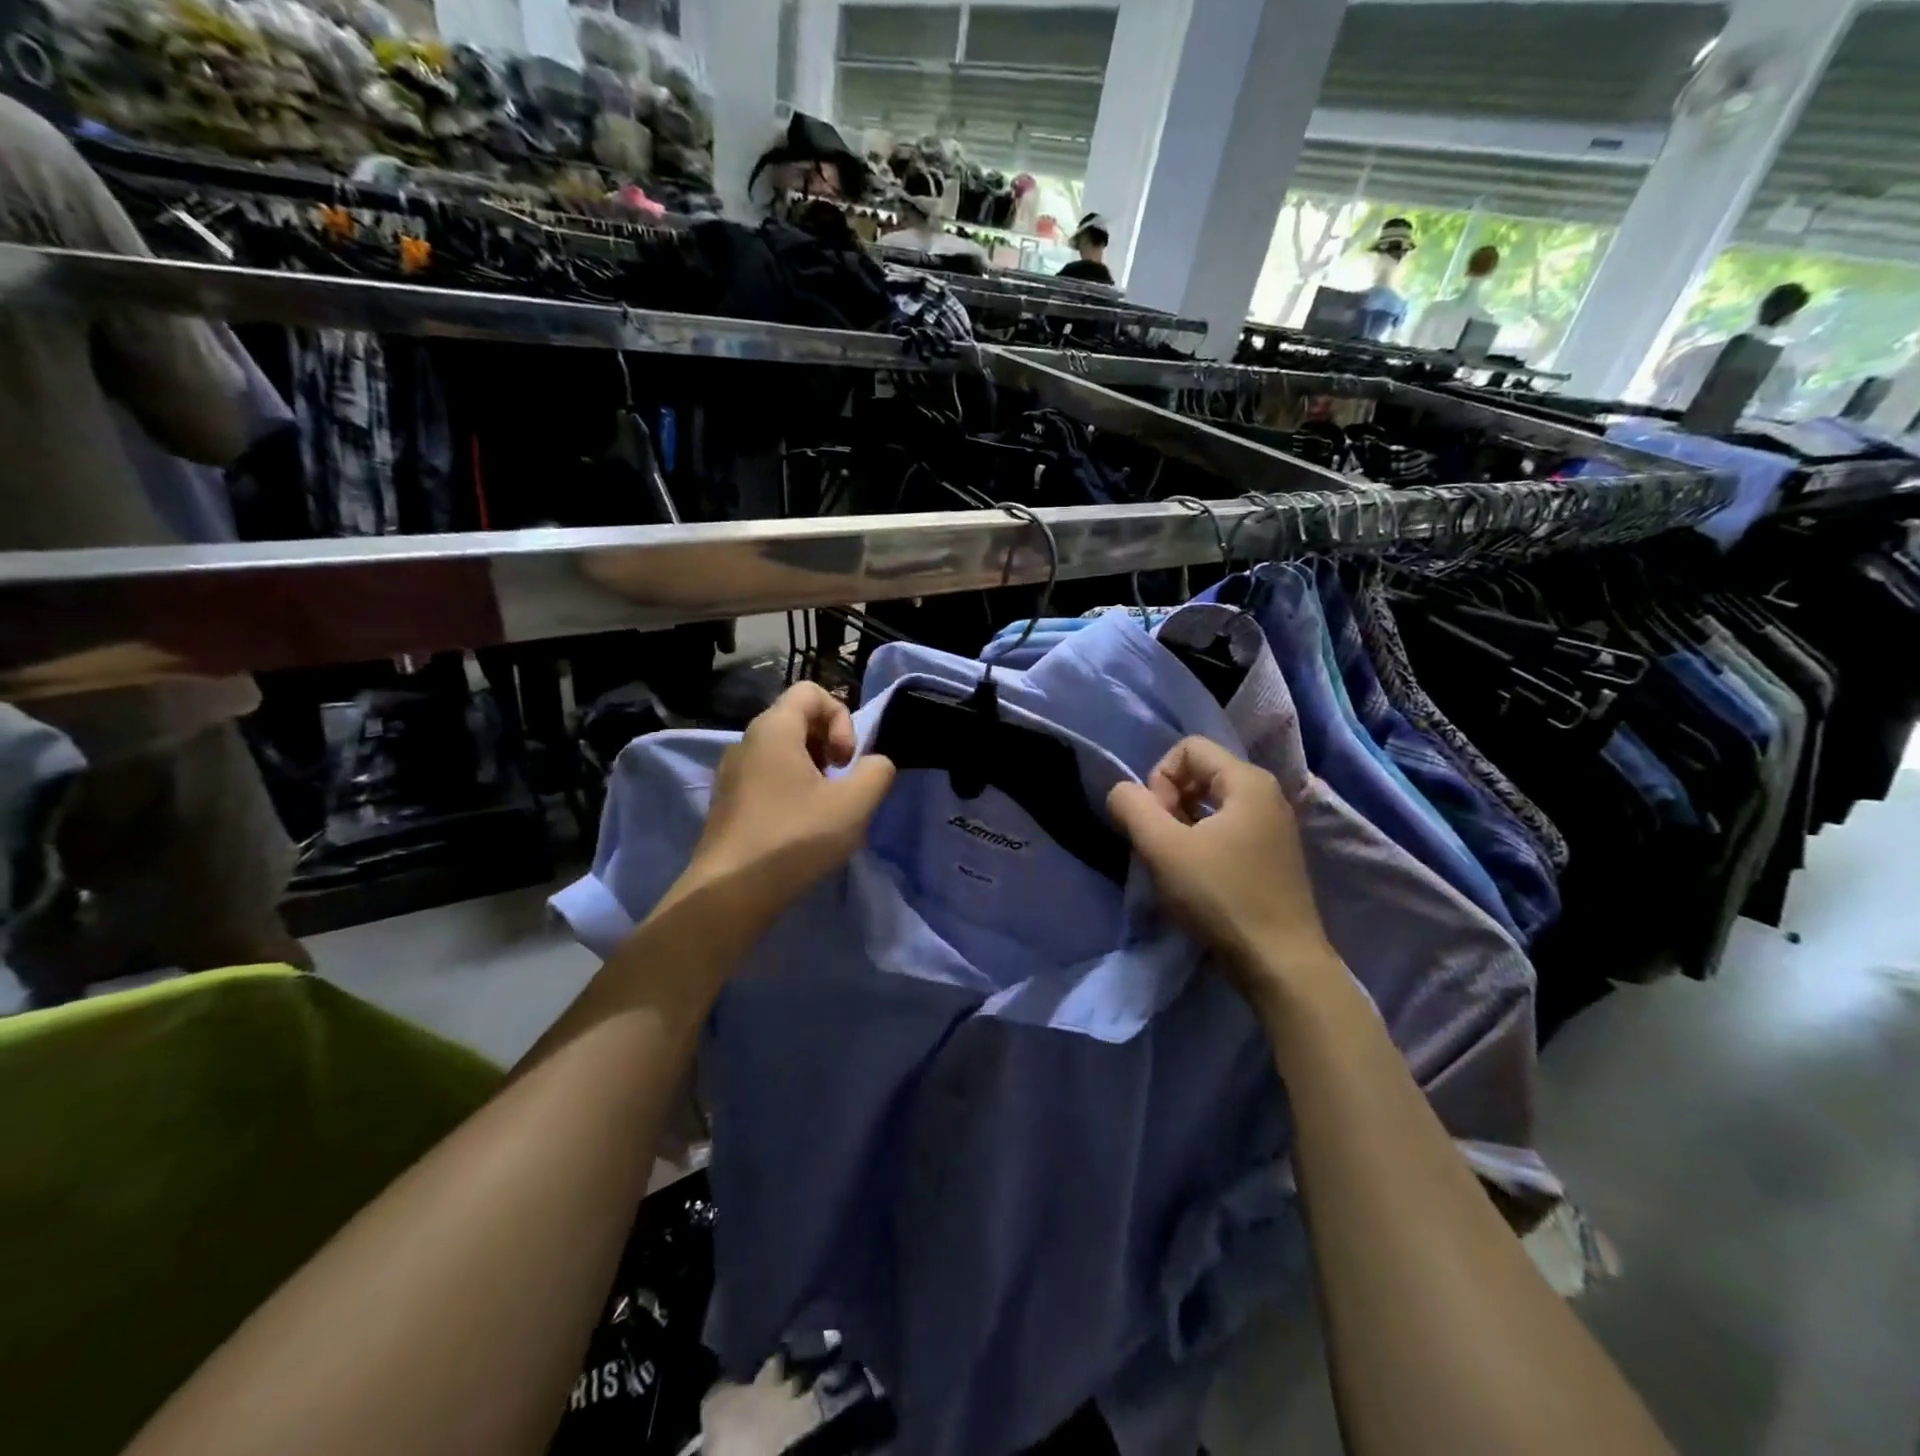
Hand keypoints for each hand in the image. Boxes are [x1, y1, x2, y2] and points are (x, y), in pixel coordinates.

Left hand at [681, 683, 895, 928]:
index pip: (811, 691)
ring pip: (782, 751)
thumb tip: (874, 764)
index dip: (840, 717)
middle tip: (840, 784)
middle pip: (797, 719)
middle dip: (829, 745)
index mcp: (773, 728)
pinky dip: (790, 789)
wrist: (730, 893)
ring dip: (812, 770)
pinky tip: (799, 827)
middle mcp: (747, 741)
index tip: (844, 761)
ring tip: (824, 809)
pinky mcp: (727, 802)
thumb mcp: (854, 804)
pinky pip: (766, 777)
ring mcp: (732, 773)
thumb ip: (877, 772)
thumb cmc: (794, 838)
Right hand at [1108, 737, 1339, 1001]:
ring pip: (1212, 803)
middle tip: (1163, 844)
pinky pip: (1228, 828)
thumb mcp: (1163, 848)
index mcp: (1248, 781)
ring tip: (1176, 863)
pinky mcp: (1274, 856)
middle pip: (1200, 773)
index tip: (1158, 823)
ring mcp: (1275, 826)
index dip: (1159, 779)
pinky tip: (1197, 877)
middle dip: (1169, 802)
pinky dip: (1203, 842)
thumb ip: (1132, 807)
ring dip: (1183, 825)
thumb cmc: (1221, 897)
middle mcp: (1267, 794)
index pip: (1187, 749)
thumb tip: (1121, 793)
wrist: (1280, 963)